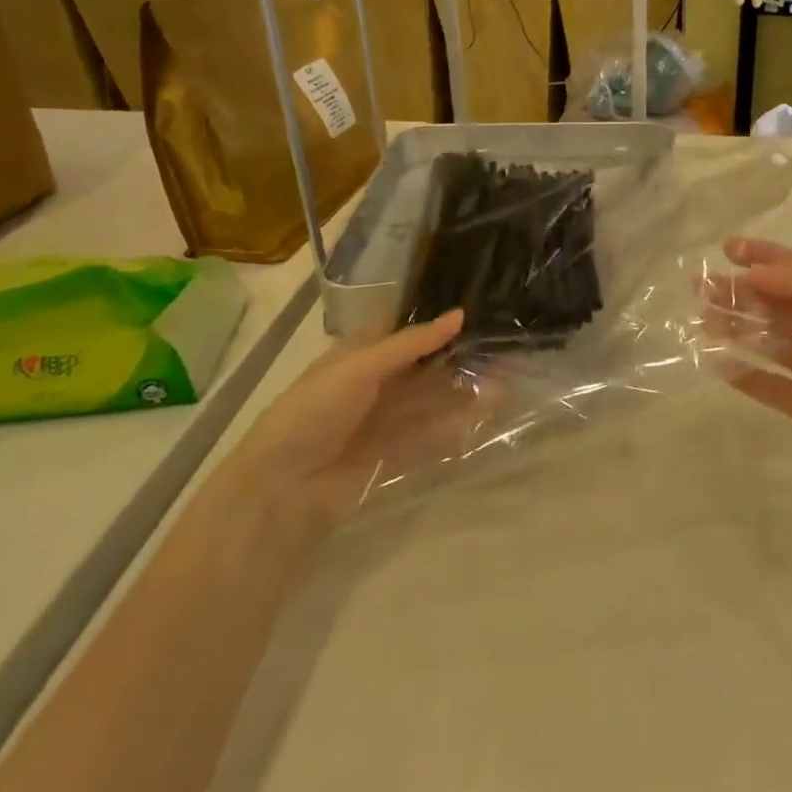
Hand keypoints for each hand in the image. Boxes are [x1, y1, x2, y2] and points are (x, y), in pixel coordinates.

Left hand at [223, 310, 482, 531]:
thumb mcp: (359, 366)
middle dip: (459, 354)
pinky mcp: (398, 453)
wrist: (283, 488)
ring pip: (435, 398)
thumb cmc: (314, 411)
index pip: (405, 329)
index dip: (436, 317)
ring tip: (507, 374)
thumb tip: (460, 314)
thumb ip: (412, 343)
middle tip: (503, 341)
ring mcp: (388, 420)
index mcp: (360, 355)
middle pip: (425, 364)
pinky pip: (435, 433)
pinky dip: (461, 421)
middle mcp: (377, 384)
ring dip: (466, 387)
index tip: (477, 303)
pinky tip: (490, 410)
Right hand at [703, 238, 791, 512]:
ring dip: (741, 330)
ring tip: (703, 322)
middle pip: (784, 304)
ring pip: (777, 343)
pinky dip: (750, 375)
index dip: (766, 256)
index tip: (726, 250)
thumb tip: (756, 270)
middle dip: (744, 293)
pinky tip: (719, 366)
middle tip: (702, 289)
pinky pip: (777, 387)